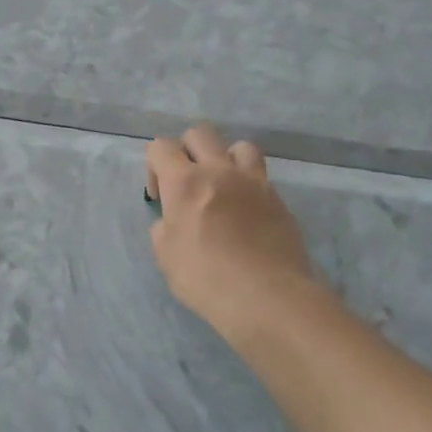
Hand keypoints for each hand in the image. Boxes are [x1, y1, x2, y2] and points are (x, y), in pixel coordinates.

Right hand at [145, 125, 324, 346]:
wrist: (267, 297)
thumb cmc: (206, 278)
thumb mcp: (166, 256)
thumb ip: (165, 227)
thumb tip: (174, 220)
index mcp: (185, 182)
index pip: (161, 146)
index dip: (154, 165)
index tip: (159, 196)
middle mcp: (219, 171)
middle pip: (200, 134)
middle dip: (187, 151)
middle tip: (187, 183)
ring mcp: (254, 182)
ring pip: (239, 146)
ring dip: (225, 159)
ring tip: (223, 187)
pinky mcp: (278, 200)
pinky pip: (261, 177)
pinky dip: (248, 186)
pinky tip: (246, 213)